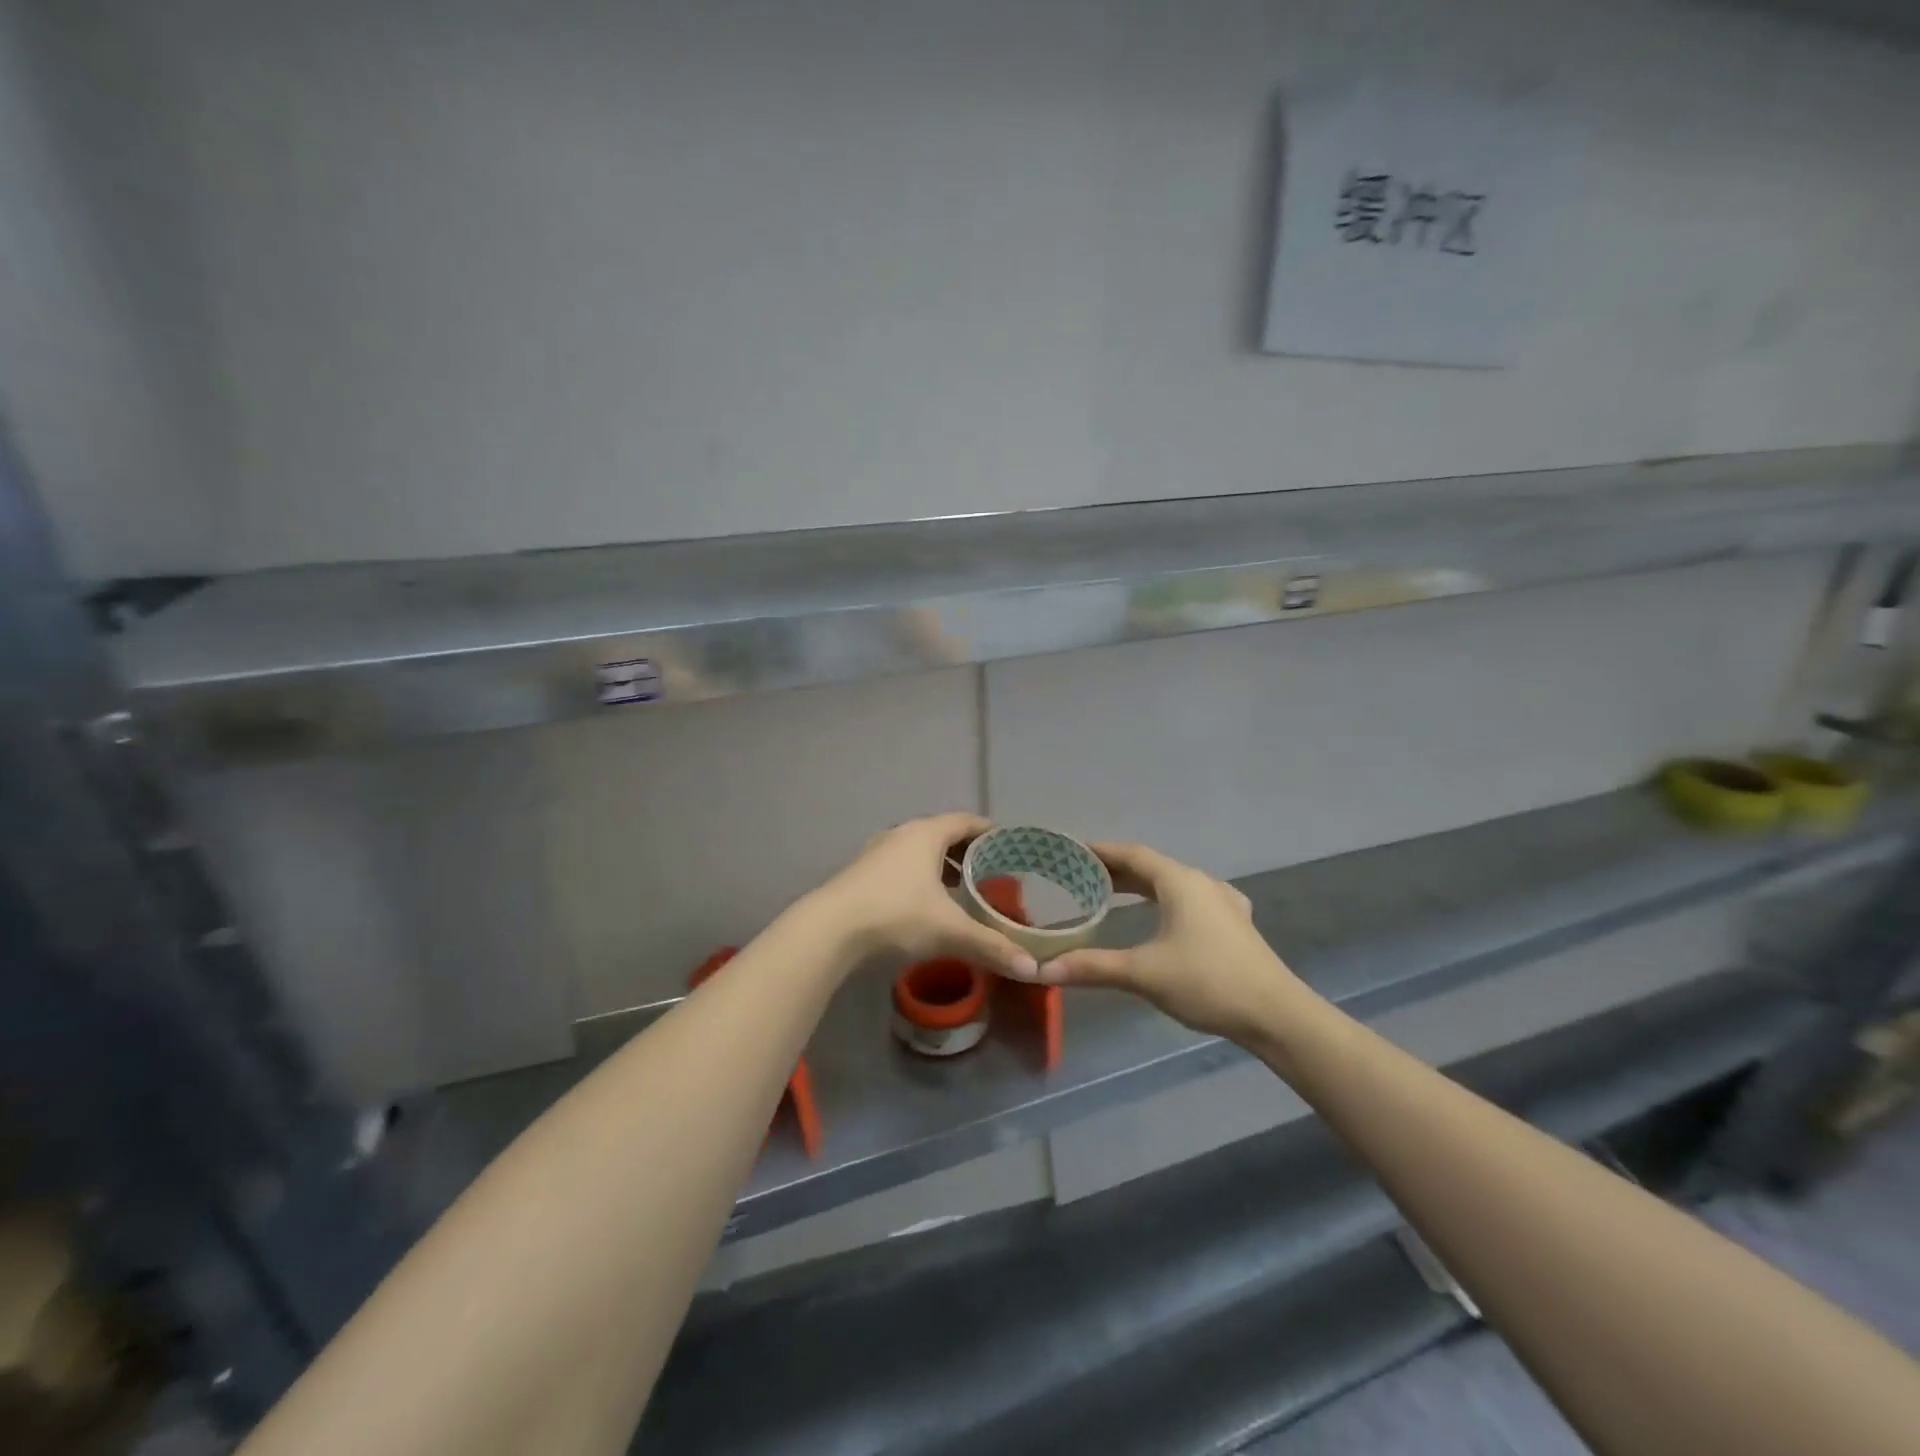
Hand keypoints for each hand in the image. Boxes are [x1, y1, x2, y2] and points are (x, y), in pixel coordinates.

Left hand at [811, 813, 1038, 980]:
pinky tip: (926, 906)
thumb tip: (1033, 968)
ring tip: (962, 890)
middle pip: (942, 834)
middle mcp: (901, 835)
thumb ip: (992, 946)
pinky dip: (920, 879)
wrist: (828, 931)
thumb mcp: (950, 931)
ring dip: (941, 867)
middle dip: (967, 852)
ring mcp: (876, 854)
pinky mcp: (860, 876)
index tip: (1009, 845)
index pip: (966, 821)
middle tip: (991, 872)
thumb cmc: (896, 916)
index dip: (989, 831)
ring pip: (918, 853)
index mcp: (926, 834)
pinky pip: (901, 868)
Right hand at [1045, 842, 1312, 1043]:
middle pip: (1152, 866)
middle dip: (1117, 869)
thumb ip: (1093, 967)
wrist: (1276, 1015)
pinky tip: (1166, 914)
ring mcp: (1223, 902)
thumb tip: (1044, 969)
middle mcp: (1202, 883)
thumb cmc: (1208, 982)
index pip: (1132, 853)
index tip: (1072, 853)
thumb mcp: (1143, 973)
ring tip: (1113, 893)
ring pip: (1173, 882)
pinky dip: (1166, 900)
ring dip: (1142, 884)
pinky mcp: (1235, 924)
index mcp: (1180, 882)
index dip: (1101, 851)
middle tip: (1082, 877)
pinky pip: (1191, 899)